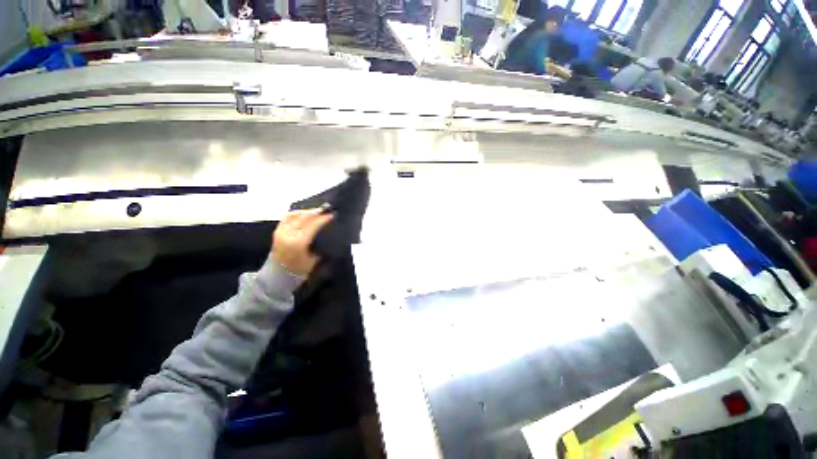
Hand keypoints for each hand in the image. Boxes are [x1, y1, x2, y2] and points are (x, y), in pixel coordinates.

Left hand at [272, 209, 332, 276]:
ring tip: (317, 211)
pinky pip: (287, 217)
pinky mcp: (277, 231)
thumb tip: (328, 231)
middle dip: (316, 212)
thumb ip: (319, 244)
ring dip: (307, 211)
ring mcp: (281, 231)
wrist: (278, 276)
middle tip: (327, 210)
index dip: (323, 218)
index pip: (313, 225)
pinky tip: (304, 213)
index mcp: (298, 242)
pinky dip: (297, 213)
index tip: (332, 215)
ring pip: (295, 215)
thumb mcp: (314, 259)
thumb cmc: (300, 270)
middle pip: (304, 217)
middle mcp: (288, 234)